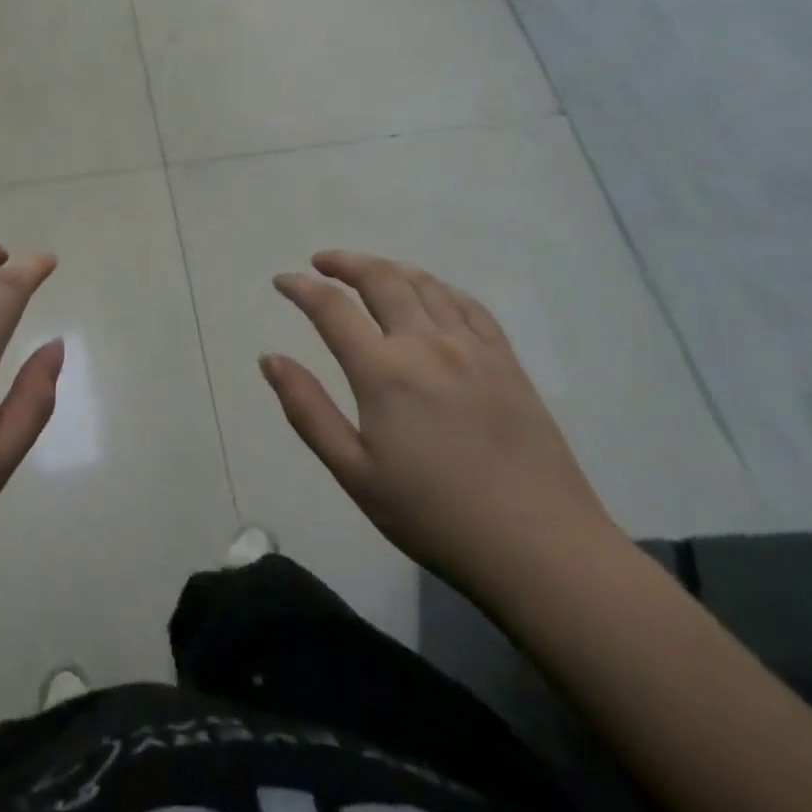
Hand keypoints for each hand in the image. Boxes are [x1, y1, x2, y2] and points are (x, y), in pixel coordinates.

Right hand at [263, 250, 620, 600]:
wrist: (541, 550)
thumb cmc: (434, 517)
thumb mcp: (355, 474)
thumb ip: (307, 410)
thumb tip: (270, 358)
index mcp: (384, 371)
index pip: (331, 308)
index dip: (301, 287)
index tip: (282, 281)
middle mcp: (426, 343)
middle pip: (380, 278)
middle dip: (344, 262)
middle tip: (321, 262)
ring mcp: (472, 347)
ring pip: (424, 283)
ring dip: (388, 268)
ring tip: (368, 271)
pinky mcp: (506, 361)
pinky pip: (468, 304)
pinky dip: (438, 287)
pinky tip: (430, 294)